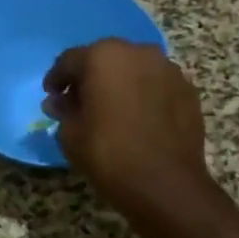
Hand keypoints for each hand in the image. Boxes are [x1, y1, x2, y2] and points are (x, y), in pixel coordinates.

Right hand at [44, 38, 213, 225]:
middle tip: (79, 102)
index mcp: (103, 57)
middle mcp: (138, 53)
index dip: (57, 79)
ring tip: (110, 109)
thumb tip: (60, 102)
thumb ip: (63, 110)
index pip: (69, 60)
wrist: (166, 184)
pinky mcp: (187, 90)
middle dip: (89, 78)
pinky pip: (155, 84)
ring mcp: (167, 69)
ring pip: (133, 69)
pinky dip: (142, 94)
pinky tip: (136, 117)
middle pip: (104, 58)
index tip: (51, 96)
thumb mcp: (70, 134)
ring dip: (118, 83)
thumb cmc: (109, 154)